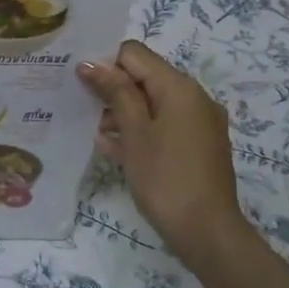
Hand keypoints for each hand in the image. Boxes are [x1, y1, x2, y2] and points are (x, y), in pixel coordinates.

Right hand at [78, 40, 250, 269]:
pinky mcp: (199, 146)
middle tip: (81, 107)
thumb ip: (115, 92)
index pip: (135, 54)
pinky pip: (165, 125)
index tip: (80, 83)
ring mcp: (200, 123)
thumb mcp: (134, 132)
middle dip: (113, 89)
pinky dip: (142, 130)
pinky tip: (115, 148)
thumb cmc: (165, 177)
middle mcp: (194, 97)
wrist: (207, 232)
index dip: (105, 63)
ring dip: (124, 112)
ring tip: (95, 132)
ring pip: (154, 103)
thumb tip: (90, 63)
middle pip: (145, 77)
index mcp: (179, 86)